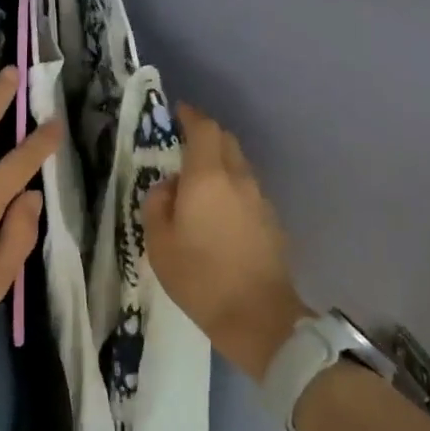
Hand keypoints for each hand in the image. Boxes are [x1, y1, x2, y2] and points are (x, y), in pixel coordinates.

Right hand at [144, 102, 311, 381]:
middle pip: (226, 141)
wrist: (259, 319)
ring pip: (239, 165)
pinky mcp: (271, 222)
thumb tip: (169, 188)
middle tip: (184, 144)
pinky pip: (247, 190)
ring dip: (220, 163)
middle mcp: (238, 179)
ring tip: (198, 183)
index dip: (191, 116)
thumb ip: (158, 204)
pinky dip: (231, 188)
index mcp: (207, 178)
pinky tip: (218, 212)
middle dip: (206, 135)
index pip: (204, 129)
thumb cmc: (199, 277)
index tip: (178, 111)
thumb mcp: (159, 243)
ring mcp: (259, 200)